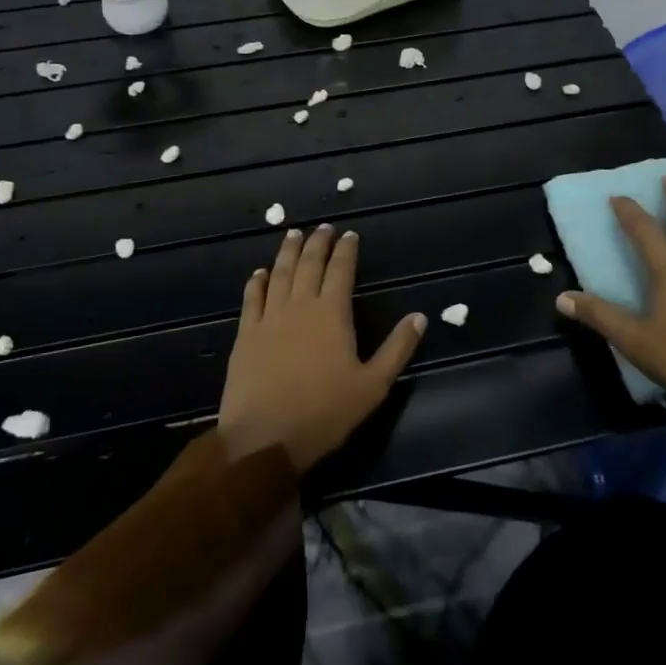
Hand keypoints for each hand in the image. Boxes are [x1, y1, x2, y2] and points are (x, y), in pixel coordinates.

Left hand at [218, 224, 426, 469]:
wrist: (264, 438)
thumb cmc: (324, 413)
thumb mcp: (373, 385)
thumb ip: (397, 349)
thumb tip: (420, 316)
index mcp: (332, 313)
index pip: (341, 271)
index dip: (346, 250)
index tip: (350, 235)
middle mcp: (300, 306)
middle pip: (309, 264)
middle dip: (317, 243)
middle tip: (323, 227)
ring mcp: (269, 318)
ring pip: (280, 274)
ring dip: (288, 252)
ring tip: (293, 234)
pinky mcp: (246, 334)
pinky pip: (251, 298)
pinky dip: (257, 281)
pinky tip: (260, 272)